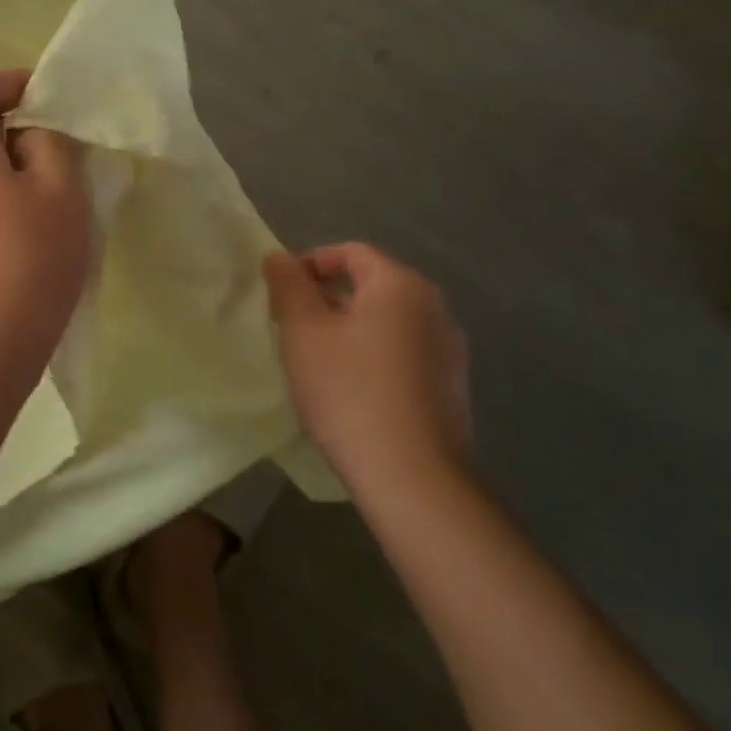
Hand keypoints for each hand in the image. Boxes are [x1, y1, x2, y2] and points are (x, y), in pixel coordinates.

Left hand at [0, 71, 89, 391]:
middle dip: (18, 130)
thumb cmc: (22, 263)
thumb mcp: (59, 193)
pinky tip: (27, 238)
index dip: (17, 83)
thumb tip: (31, 134)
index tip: (55, 100)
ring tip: (53, 198)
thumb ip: (50, 145)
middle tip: (65, 152)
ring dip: (9, 171)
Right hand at [263, 243, 471, 497]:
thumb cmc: (349, 392)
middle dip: (327, 298)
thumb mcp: (303, 332)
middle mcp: (434, 307)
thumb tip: (279, 257)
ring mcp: (449, 349)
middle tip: (292, 326)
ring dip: (350, 328)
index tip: (281, 293)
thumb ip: (288, 286)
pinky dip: (374, 355)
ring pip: (388, 321)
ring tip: (318, 359)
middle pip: (372, 284)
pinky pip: (404, 352)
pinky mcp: (451, 386)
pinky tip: (352, 389)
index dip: (310, 264)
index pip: (350, 252)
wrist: (413, 478)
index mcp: (401, 285)